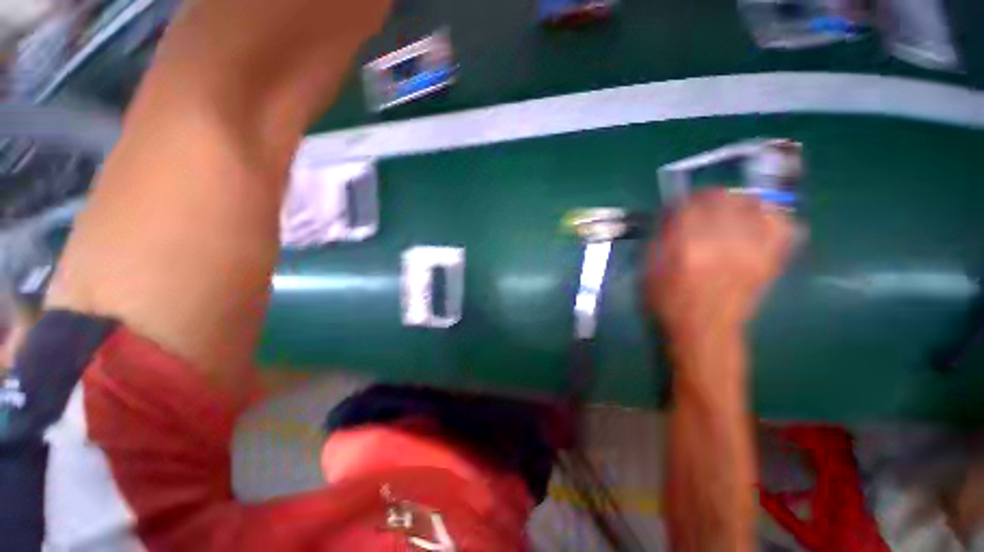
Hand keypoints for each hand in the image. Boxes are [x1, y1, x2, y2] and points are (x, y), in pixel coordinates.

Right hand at [647, 190, 794, 341]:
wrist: (702, 329)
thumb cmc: (667, 301)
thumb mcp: (650, 269)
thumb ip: (660, 238)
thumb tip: (671, 215)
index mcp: (687, 246)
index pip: (689, 204)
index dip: (682, 201)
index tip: (677, 207)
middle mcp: (723, 242)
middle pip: (723, 197)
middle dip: (708, 197)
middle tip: (701, 206)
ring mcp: (752, 250)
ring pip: (754, 204)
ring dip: (737, 203)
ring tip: (727, 213)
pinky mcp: (770, 260)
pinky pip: (783, 226)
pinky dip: (772, 217)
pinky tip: (757, 222)